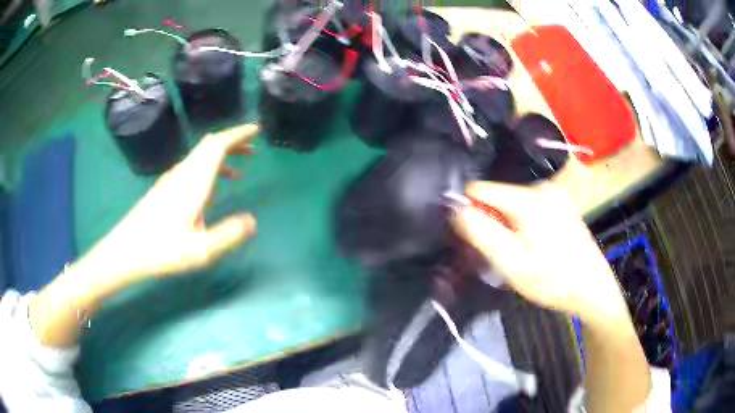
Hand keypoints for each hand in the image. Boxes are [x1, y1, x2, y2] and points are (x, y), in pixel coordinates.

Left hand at [72, 123, 258, 293]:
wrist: (126, 251)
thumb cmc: (161, 251)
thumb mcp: (199, 251)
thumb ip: (228, 234)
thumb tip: (252, 221)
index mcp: (192, 183)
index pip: (216, 146)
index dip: (237, 135)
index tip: (255, 130)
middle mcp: (182, 174)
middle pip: (208, 146)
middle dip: (232, 142)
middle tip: (252, 148)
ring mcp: (172, 180)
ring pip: (200, 157)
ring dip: (221, 156)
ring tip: (239, 169)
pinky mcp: (165, 189)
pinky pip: (192, 168)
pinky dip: (208, 169)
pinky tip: (212, 190)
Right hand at [453, 182, 626, 321]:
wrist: (593, 289)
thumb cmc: (553, 280)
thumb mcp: (512, 264)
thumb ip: (482, 234)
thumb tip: (455, 209)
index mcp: (527, 199)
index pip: (478, 189)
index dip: (468, 211)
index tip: (473, 238)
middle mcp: (541, 188)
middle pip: (496, 196)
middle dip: (489, 221)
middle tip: (498, 254)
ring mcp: (552, 195)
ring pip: (510, 203)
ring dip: (504, 225)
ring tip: (517, 254)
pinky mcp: (559, 204)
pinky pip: (527, 207)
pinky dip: (520, 224)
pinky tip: (533, 247)